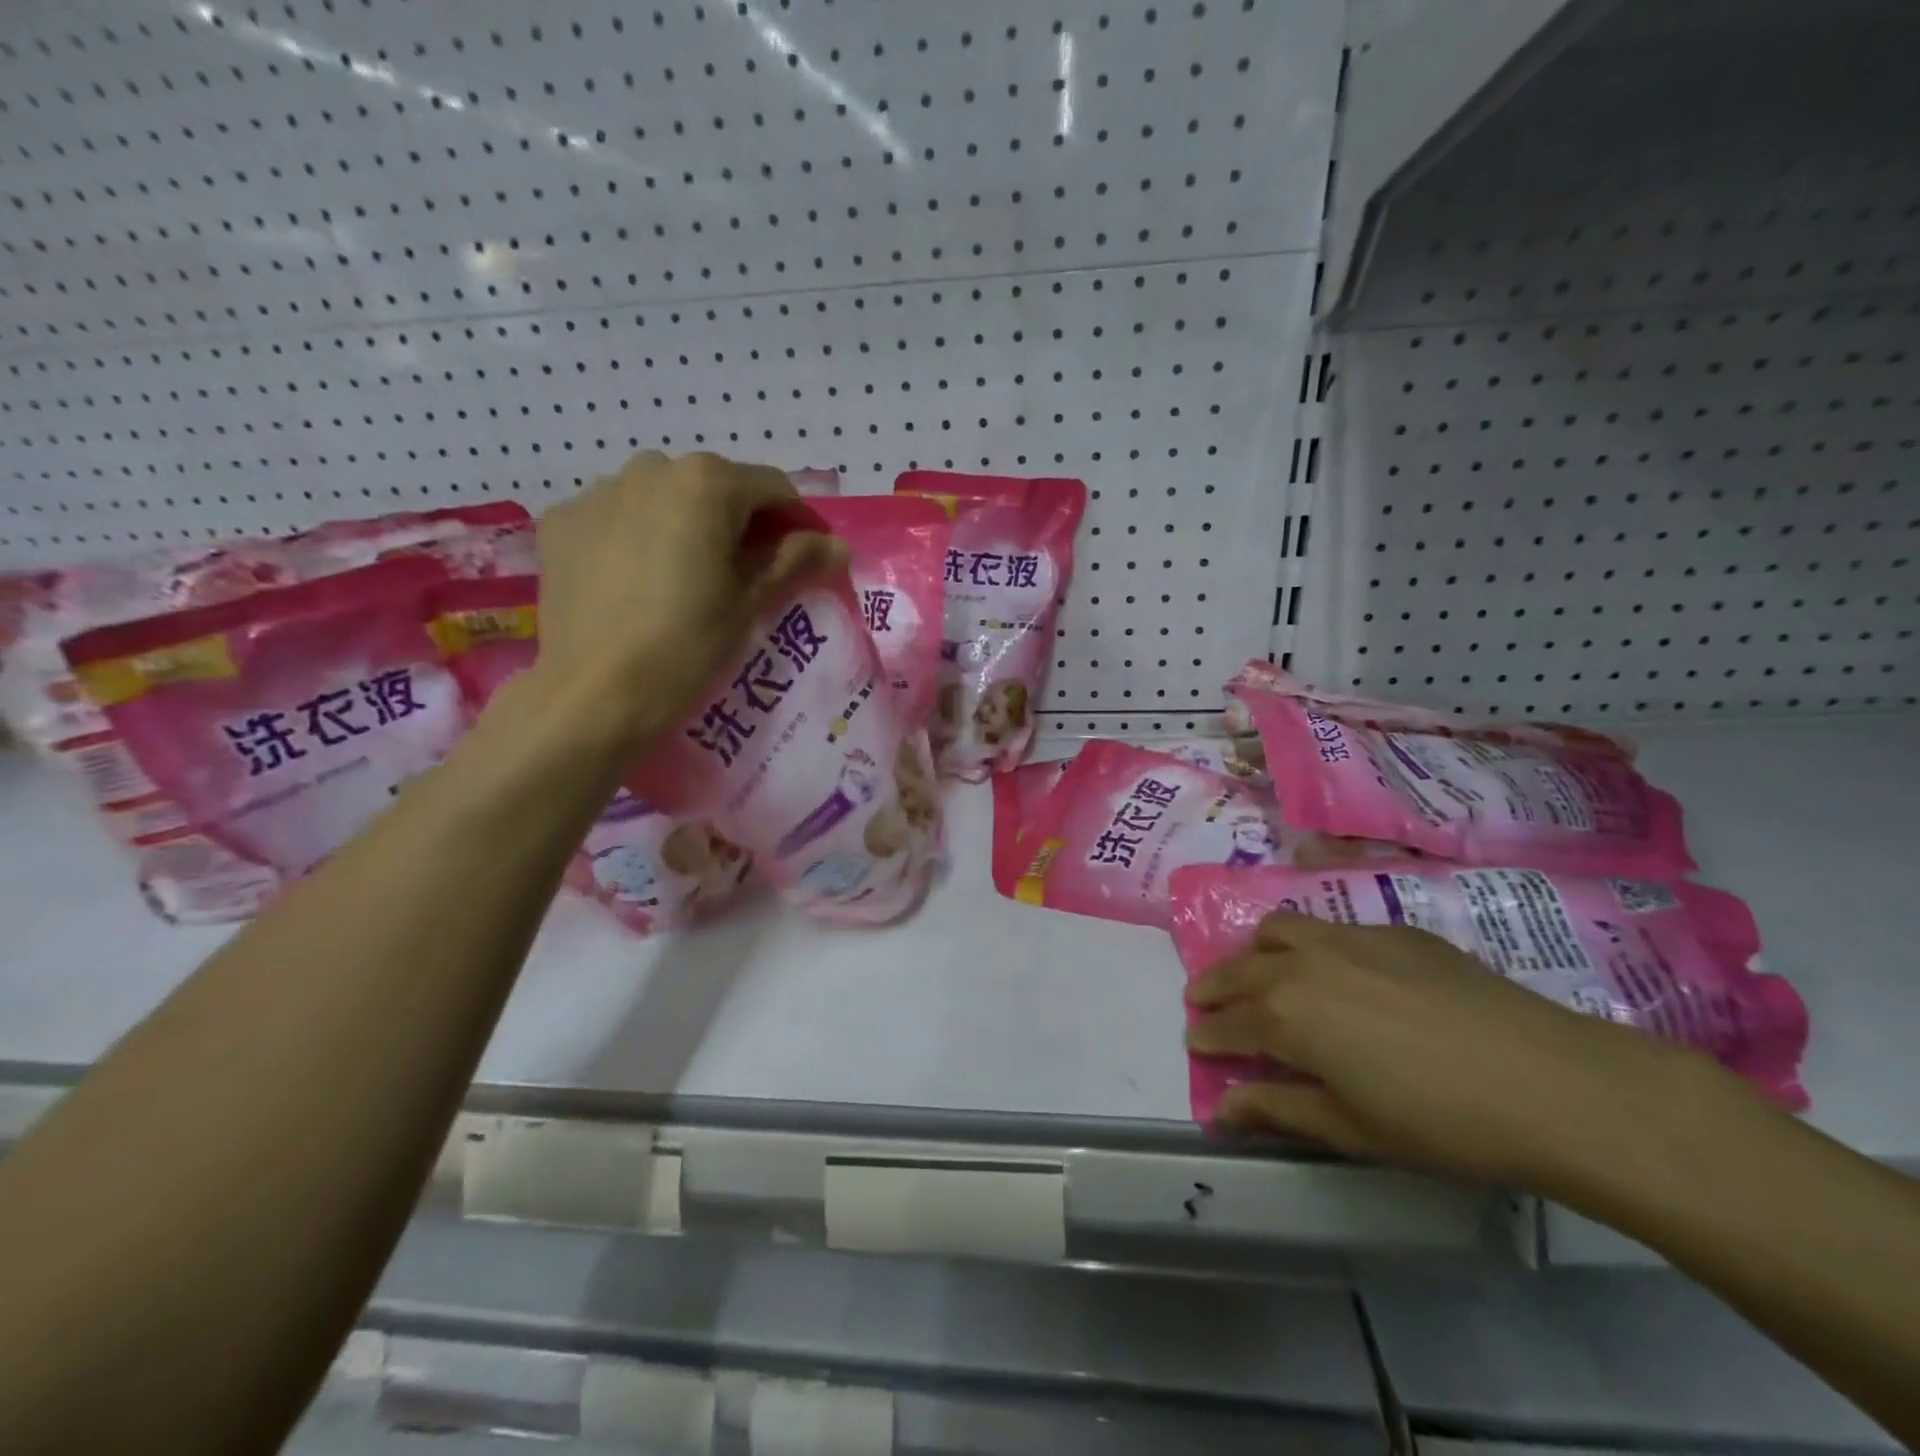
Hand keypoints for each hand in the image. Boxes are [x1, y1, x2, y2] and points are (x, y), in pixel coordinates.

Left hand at [529, 451, 843, 755]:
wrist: (594, 693)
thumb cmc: (687, 645)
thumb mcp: (750, 601)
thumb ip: (794, 560)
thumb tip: (838, 545)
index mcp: (706, 482)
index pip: (773, 488)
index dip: (797, 523)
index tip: (803, 560)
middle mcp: (651, 468)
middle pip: (715, 487)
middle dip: (738, 522)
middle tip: (743, 573)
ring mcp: (599, 491)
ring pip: (663, 497)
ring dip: (685, 524)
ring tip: (685, 577)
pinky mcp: (562, 521)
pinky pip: (617, 516)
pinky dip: (636, 537)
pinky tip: (637, 581)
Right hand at [1184, 912, 1739, 1192]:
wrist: (1549, 1082)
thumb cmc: (1440, 1121)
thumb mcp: (1350, 1128)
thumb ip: (1278, 1110)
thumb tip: (1220, 1110)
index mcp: (1286, 1014)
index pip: (1228, 1022)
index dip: (1207, 1034)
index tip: (1195, 1041)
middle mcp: (1304, 963)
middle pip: (1240, 967)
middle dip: (1215, 986)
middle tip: (1204, 1001)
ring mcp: (1350, 938)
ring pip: (1280, 929)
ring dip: (1256, 952)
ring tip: (1260, 972)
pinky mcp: (1395, 931)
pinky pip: (1332, 927)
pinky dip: (1310, 944)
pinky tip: (1337, 970)